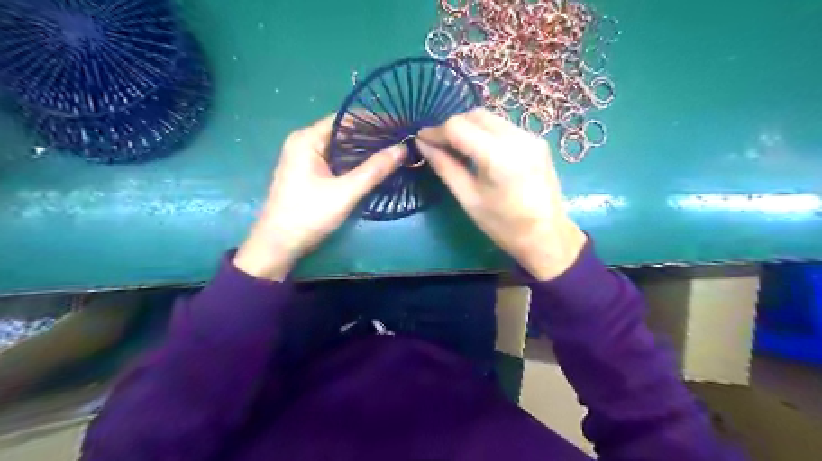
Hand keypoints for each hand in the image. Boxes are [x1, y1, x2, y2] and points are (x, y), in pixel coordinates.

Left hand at [233, 116, 404, 280]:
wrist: (279, 245)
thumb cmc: (308, 215)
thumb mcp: (345, 192)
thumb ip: (374, 170)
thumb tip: (402, 148)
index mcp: (307, 139)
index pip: (346, 119)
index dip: (374, 121)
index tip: (399, 125)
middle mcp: (305, 142)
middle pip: (344, 132)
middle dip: (372, 136)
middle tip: (401, 140)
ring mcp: (305, 158)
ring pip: (341, 147)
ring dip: (365, 150)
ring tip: (393, 151)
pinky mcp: (309, 173)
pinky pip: (337, 160)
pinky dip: (355, 162)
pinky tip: (374, 167)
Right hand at [421, 108, 586, 280]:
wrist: (548, 236)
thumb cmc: (504, 226)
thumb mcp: (469, 199)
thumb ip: (445, 167)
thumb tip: (423, 145)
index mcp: (499, 157)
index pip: (458, 127)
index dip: (436, 131)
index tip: (422, 141)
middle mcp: (517, 138)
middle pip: (475, 115)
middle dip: (452, 126)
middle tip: (438, 145)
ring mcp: (530, 137)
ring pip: (490, 118)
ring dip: (469, 127)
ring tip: (456, 147)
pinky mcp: (537, 141)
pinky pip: (503, 126)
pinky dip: (485, 132)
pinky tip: (479, 150)